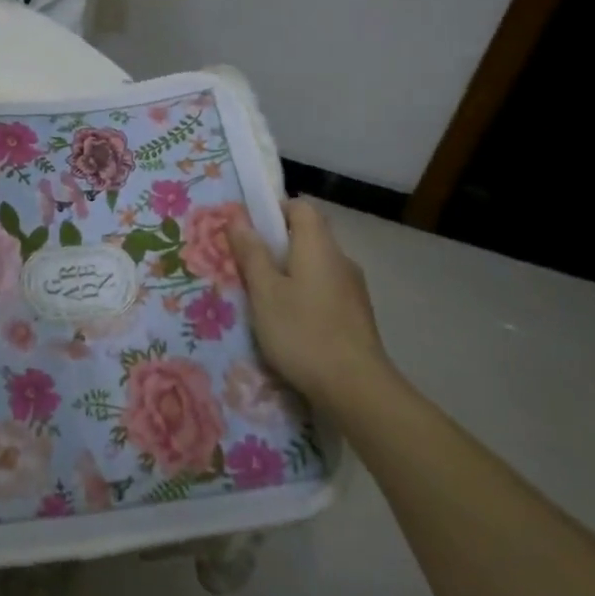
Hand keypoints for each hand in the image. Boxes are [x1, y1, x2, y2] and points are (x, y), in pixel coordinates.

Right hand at [228, 199, 388, 404]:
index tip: (249, 232)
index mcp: (318, 245)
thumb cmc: (302, 332)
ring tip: (264, 299)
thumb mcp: (264, 291)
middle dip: (276, 246)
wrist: (356, 388)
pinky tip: (290, 323)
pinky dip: (306, 295)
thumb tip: (237, 216)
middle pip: (308, 236)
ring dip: (291, 273)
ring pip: (316, 265)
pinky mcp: (357, 315)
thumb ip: (251, 252)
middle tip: (248, 268)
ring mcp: (353, 288)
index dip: (273, 211)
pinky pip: (325, 290)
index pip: (300, 206)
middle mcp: (341, 259)